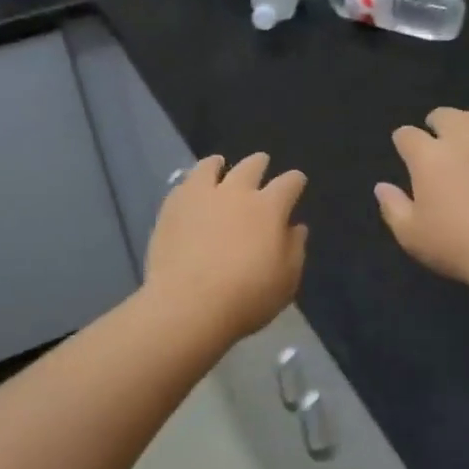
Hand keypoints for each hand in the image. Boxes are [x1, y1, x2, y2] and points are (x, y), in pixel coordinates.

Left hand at [144, 152, 307, 341]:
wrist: (188, 306)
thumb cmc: (246, 297)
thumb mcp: (286, 281)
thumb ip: (294, 249)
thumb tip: (295, 228)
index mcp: (269, 208)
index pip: (289, 183)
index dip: (295, 181)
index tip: (297, 182)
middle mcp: (237, 192)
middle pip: (251, 166)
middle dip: (260, 163)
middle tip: (261, 163)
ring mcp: (201, 196)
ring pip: (211, 166)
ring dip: (219, 164)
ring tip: (219, 164)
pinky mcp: (172, 207)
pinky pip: (183, 184)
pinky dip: (192, 183)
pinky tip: (191, 189)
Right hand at [376, 108, 468, 291]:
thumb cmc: (459, 246)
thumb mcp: (412, 236)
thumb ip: (392, 207)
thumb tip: (382, 186)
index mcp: (428, 156)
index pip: (407, 135)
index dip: (403, 142)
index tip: (406, 153)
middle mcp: (461, 136)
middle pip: (443, 115)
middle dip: (435, 126)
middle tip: (438, 147)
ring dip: (465, 128)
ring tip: (468, 148)